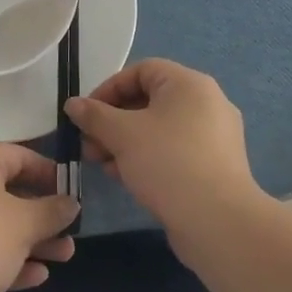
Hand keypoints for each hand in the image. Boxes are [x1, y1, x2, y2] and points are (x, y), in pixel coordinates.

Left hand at [0, 144, 78, 291]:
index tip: (73, 192)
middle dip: (44, 214)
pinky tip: (37, 276)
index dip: (48, 172)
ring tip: (65, 256)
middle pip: (9, 192)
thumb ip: (52, 211)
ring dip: (32, 239)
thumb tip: (71, 203)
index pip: (17, 155)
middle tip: (72, 230)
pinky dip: (9, 258)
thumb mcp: (25, 223)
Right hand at [66, 58, 259, 227]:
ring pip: (159, 129)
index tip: (86, 114)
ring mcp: (214, 136)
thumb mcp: (122, 134)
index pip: (141, 71)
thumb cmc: (167, 163)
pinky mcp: (214, 165)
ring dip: (125, 142)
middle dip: (112, 121)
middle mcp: (206, 103)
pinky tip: (126, 178)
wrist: (218, 221)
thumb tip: (73, 104)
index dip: (109, 88)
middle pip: (149, 100)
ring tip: (103, 165)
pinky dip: (147, 157)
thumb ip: (94, 115)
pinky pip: (174, 150)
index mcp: (189, 84)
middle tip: (89, 144)